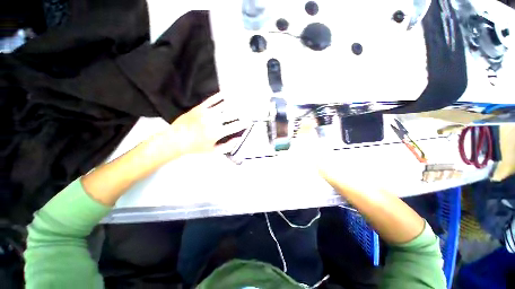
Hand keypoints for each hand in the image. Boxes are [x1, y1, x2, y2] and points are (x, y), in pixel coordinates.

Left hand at [154, 93, 248, 158]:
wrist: (175, 139)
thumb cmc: (196, 147)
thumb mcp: (213, 151)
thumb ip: (228, 146)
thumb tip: (238, 139)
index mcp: (217, 132)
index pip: (236, 126)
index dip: (245, 123)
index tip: (250, 121)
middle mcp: (214, 120)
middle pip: (232, 114)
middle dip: (242, 112)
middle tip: (248, 110)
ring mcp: (206, 112)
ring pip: (224, 105)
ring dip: (234, 102)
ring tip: (241, 100)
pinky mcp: (200, 107)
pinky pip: (212, 100)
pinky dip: (220, 96)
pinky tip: (226, 94)